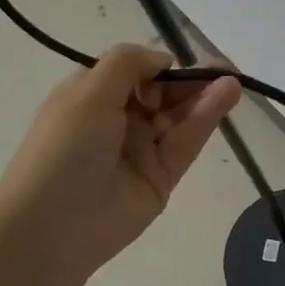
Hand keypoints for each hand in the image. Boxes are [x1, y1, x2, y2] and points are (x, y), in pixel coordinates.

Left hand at [0, 44, 241, 277]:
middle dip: (191, 79)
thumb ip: (130, 63)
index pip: (136, 72)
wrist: (52, 225)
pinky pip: (186, 142)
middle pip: (163, 93)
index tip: (184, 60)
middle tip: (225, 68)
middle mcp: (118, 120)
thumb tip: (165, 60)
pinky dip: (206, 118)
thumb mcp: (89, 90)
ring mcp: (141, 151)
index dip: (160, 65)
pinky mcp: (162, 178)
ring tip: (233, 79)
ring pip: (179, 117)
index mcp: (93, 96)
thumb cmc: (65, 146)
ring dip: (205, 95)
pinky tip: (226, 95)